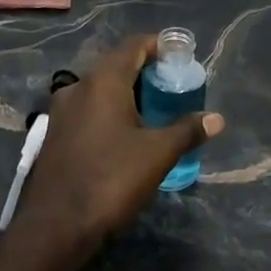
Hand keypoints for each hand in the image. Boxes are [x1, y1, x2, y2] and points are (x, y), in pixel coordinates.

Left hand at [16, 35, 225, 245]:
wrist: (56, 225)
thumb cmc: (111, 179)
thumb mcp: (158, 154)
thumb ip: (187, 130)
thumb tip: (216, 118)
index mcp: (102, 81)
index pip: (133, 46)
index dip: (159, 45)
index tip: (180, 56)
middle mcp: (78, 87)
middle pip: (115, 64)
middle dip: (145, 70)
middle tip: (172, 85)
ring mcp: (61, 111)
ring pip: (99, 88)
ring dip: (126, 91)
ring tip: (154, 109)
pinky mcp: (54, 133)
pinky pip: (87, 108)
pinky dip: (109, 110)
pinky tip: (126, 132)